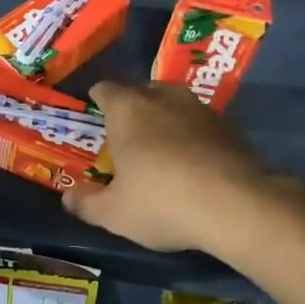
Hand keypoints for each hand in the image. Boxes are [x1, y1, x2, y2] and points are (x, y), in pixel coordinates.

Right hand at [62, 81, 278, 252]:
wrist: (237, 206)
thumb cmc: (161, 202)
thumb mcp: (114, 213)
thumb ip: (87, 203)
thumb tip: (67, 197)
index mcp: (126, 108)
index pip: (105, 89)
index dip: (98, 100)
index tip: (95, 116)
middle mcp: (162, 97)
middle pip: (140, 91)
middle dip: (131, 108)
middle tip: (125, 136)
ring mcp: (199, 108)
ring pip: (173, 104)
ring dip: (164, 119)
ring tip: (161, 148)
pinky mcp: (230, 125)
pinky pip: (200, 123)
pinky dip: (193, 135)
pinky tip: (194, 163)